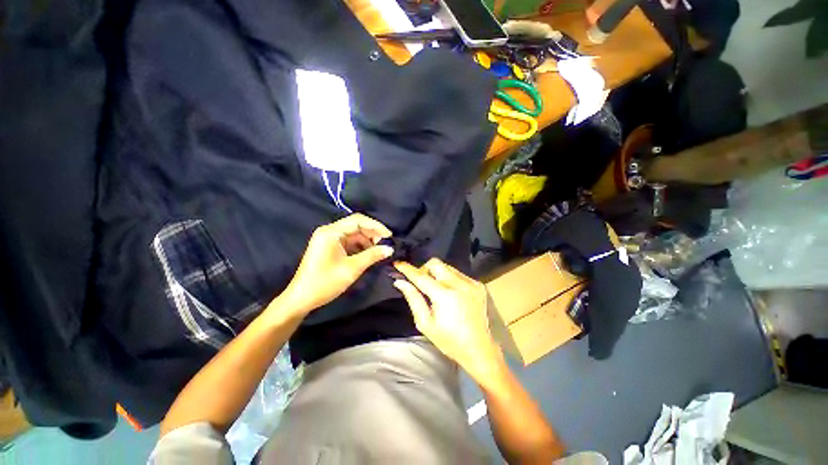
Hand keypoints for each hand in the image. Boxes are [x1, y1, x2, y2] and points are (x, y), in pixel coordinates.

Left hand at [277, 214, 392, 316]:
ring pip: (353, 234)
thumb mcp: (352, 268)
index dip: (376, 226)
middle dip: (372, 234)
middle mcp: (329, 231)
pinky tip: (369, 254)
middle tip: (386, 244)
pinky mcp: (329, 247)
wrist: (301, 299)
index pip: (358, 220)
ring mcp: (328, 239)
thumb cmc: (325, 282)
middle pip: (355, 226)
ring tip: (379, 251)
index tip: (389, 235)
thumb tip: (390, 249)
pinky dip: (360, 247)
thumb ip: (372, 255)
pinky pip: (348, 242)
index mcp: (331, 232)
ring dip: (367, 241)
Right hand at [393, 259, 504, 379]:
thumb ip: (413, 299)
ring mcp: (471, 283)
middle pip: (435, 263)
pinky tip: (450, 293)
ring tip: (436, 289)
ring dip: (437, 273)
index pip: (421, 276)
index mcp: (444, 296)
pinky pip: (458, 273)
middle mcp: (459, 284)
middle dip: (424, 269)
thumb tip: (400, 282)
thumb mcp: (426, 324)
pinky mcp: (478, 285)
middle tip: (420, 282)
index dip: (408, 269)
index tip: (398, 263)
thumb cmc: (449, 340)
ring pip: (447, 266)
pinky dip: (449, 278)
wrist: (480, 349)